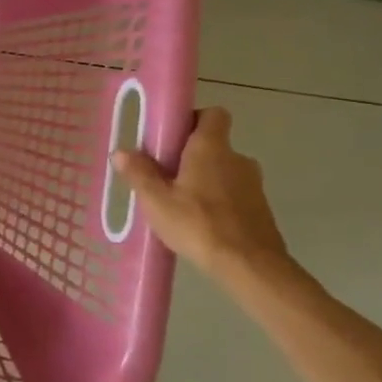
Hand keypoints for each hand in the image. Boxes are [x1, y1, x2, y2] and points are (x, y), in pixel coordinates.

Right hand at [116, 107, 293, 284]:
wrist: (250, 267)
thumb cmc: (199, 224)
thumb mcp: (156, 201)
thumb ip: (139, 173)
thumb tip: (121, 152)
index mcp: (211, 148)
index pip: (213, 114)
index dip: (193, 119)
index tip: (171, 136)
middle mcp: (237, 159)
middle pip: (213, 144)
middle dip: (190, 155)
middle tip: (164, 175)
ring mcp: (253, 185)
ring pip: (223, 171)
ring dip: (204, 180)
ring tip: (179, 204)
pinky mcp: (260, 209)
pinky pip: (233, 194)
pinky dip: (218, 201)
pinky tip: (200, 223)